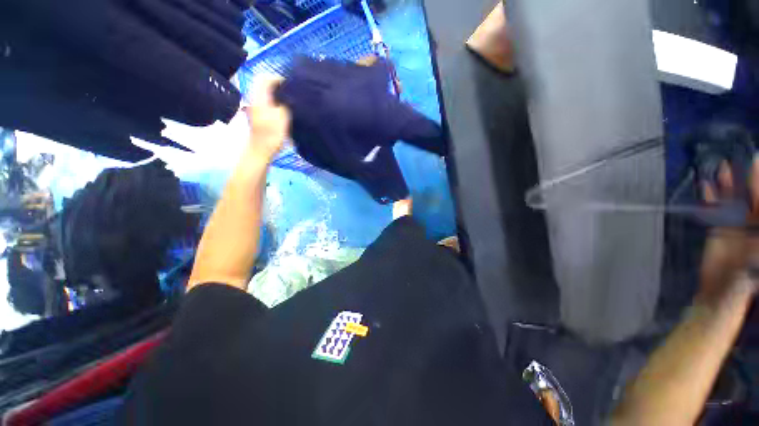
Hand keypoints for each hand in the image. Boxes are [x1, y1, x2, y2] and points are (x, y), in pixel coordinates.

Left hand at [242, 76, 290, 160]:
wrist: (261, 150)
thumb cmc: (272, 134)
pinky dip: (274, 101)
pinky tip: (283, 109)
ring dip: (276, 94)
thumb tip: (289, 97)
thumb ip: (285, 103)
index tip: (290, 85)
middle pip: (263, 84)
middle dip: (277, 85)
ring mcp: (255, 107)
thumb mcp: (282, 117)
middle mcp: (254, 99)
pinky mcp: (258, 115)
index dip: (278, 78)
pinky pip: (266, 101)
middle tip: (290, 91)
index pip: (265, 78)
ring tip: (289, 100)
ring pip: (265, 93)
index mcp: (259, 97)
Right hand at [699, 156, 758, 303]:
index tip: (757, 164)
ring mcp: (735, 225)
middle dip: (751, 180)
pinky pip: (714, 209)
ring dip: (729, 185)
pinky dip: (710, 198)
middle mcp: (753, 224)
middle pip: (753, 198)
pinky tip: (706, 186)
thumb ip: (752, 243)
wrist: (720, 295)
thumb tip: (750, 220)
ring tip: (724, 167)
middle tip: (747, 159)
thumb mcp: (753, 262)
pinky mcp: (718, 229)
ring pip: (733, 200)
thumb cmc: (743, 282)